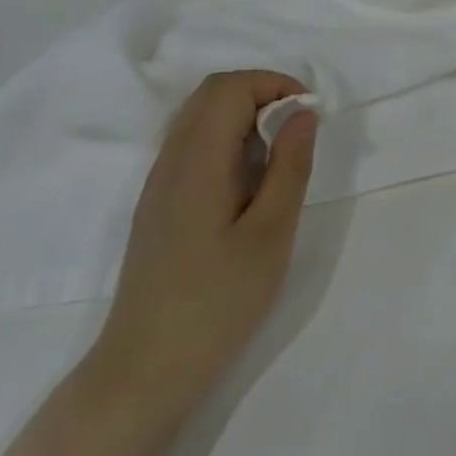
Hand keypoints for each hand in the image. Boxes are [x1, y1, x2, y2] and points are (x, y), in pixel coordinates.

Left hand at [88, 71, 317, 416]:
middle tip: (299, 128)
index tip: (310, 113)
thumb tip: (303, 113)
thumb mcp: (271, 234)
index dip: (274, 84)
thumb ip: (290, 167)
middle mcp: (171, 161)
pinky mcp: (158, 204)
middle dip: (261, 93)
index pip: (230, 88)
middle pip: (211, 93)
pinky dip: (226, 139)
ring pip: (199, 117)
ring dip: (244, 115)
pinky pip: (192, 145)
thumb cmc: (217, 303)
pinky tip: (249, 181)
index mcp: (197, 162)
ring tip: (280, 153)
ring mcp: (159, 183)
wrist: (145, 371)